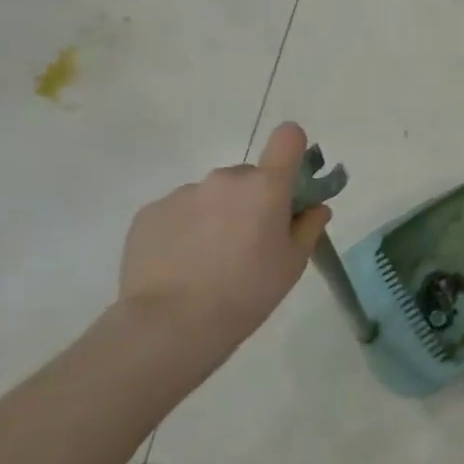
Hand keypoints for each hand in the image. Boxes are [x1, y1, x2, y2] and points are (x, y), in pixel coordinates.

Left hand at [117, 122, 330, 361]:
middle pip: (248, 176)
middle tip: (248, 241)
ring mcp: (183, 193)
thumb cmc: (247, 291)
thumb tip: (314, 208)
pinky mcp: (149, 213)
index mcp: (266, 186)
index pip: (287, 138)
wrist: (170, 325)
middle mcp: (224, 179)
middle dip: (252, 199)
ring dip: (216, 215)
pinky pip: (178, 212)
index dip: (292, 151)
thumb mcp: (294, 263)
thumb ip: (309, 226)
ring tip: (208, 260)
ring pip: (211, 196)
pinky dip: (184, 230)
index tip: (290, 180)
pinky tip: (180, 265)